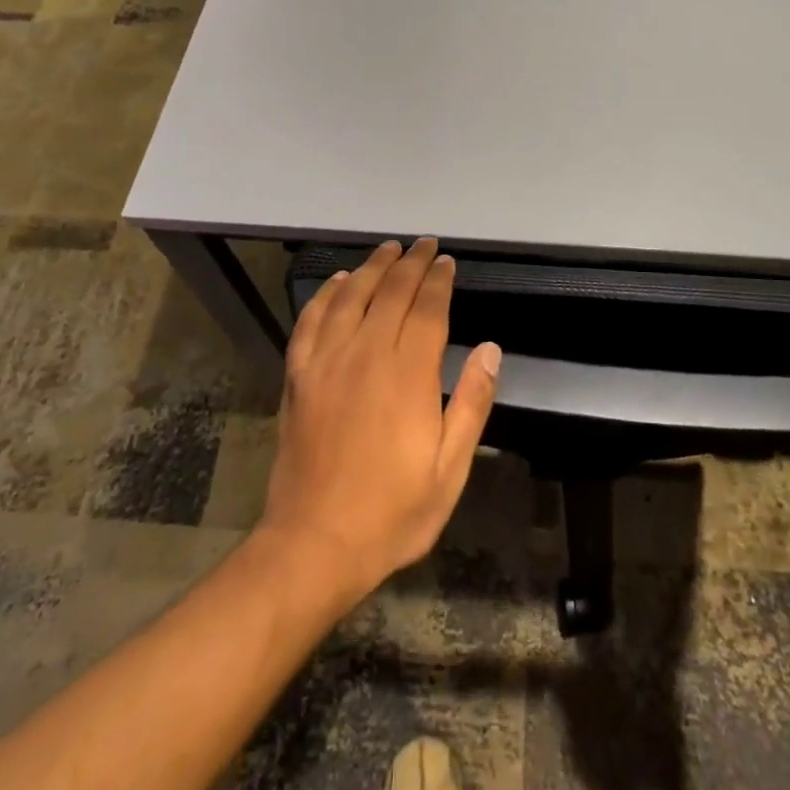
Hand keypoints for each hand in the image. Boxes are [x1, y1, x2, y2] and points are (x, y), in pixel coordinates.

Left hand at [258, 239, 501, 604]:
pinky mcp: (298, 376)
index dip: (439, 280)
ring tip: (388, 250)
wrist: (314, 544)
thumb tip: (491, 349)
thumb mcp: (449, 469)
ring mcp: (327, 362)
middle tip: (425, 245)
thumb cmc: (392, 512)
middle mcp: (366, 354)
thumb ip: (471, 404)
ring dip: (372, 268)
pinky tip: (337, 282)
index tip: (447, 261)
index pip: (427, 309)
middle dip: (411, 263)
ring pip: (351, 296)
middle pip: (391, 292)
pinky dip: (325, 295)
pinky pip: (311, 321)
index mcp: (408, 374)